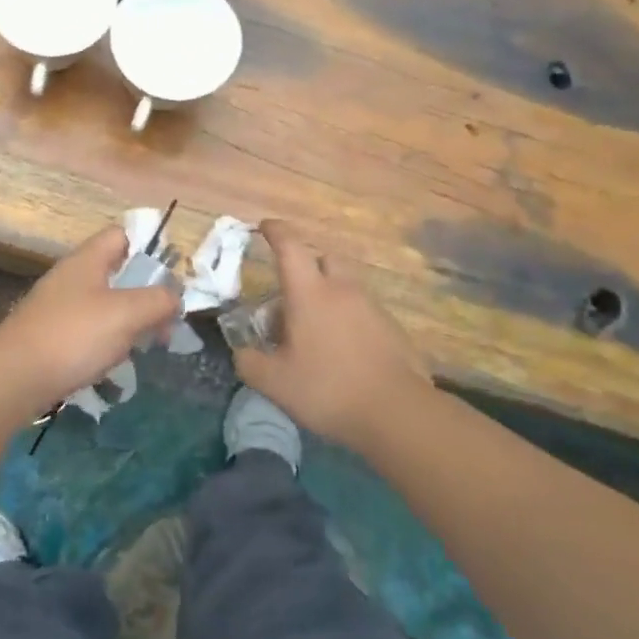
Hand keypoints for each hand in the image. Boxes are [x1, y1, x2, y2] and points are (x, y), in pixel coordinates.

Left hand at [0, 225, 182, 419]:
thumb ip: (158, 300)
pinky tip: (111, 365)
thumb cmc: (73, 336)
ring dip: (127, 322)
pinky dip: (105, 343)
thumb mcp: (127, 314)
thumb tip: (174, 297)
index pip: (121, 235)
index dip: (148, 248)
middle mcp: (71, 277)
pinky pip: (87, 331)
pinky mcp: (49, 337)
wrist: (12, 378)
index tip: (170, 276)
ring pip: (103, 304)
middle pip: (115, 273)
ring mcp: (57, 307)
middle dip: (144, 295)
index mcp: (88, 260)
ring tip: (144, 347)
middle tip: (165, 323)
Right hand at [234, 219, 429, 450]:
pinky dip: (349, 317)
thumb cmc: (328, 389)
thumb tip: (241, 352)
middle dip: (307, 264)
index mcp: (310, 293)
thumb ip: (249, 363)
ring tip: (316, 328)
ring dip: (329, 293)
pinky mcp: (392, 328)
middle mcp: (342, 289)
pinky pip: (363, 309)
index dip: (275, 231)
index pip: (289, 247)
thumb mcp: (274, 383)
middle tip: (292, 292)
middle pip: (325, 257)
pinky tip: (343, 349)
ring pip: (346, 284)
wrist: (397, 413)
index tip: (264, 226)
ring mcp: (371, 307)